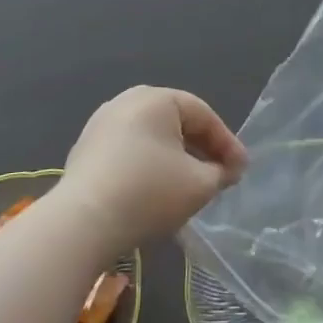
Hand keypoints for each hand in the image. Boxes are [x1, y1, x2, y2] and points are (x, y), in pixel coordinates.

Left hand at [54, 87, 248, 254]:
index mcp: (157, 98)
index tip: (241, 171)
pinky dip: (148, 164)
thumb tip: (226, 170)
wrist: (81, 223)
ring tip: (190, 184)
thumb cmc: (148, 193)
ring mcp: (101, 124)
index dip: (227, 143)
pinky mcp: (85, 149)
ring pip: (152, 137)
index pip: (203, 115)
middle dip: (201, 148)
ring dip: (175, 157)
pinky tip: (156, 190)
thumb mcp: (199, 185)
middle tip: (220, 174)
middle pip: (176, 122)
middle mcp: (127, 101)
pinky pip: (129, 150)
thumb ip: (220, 173)